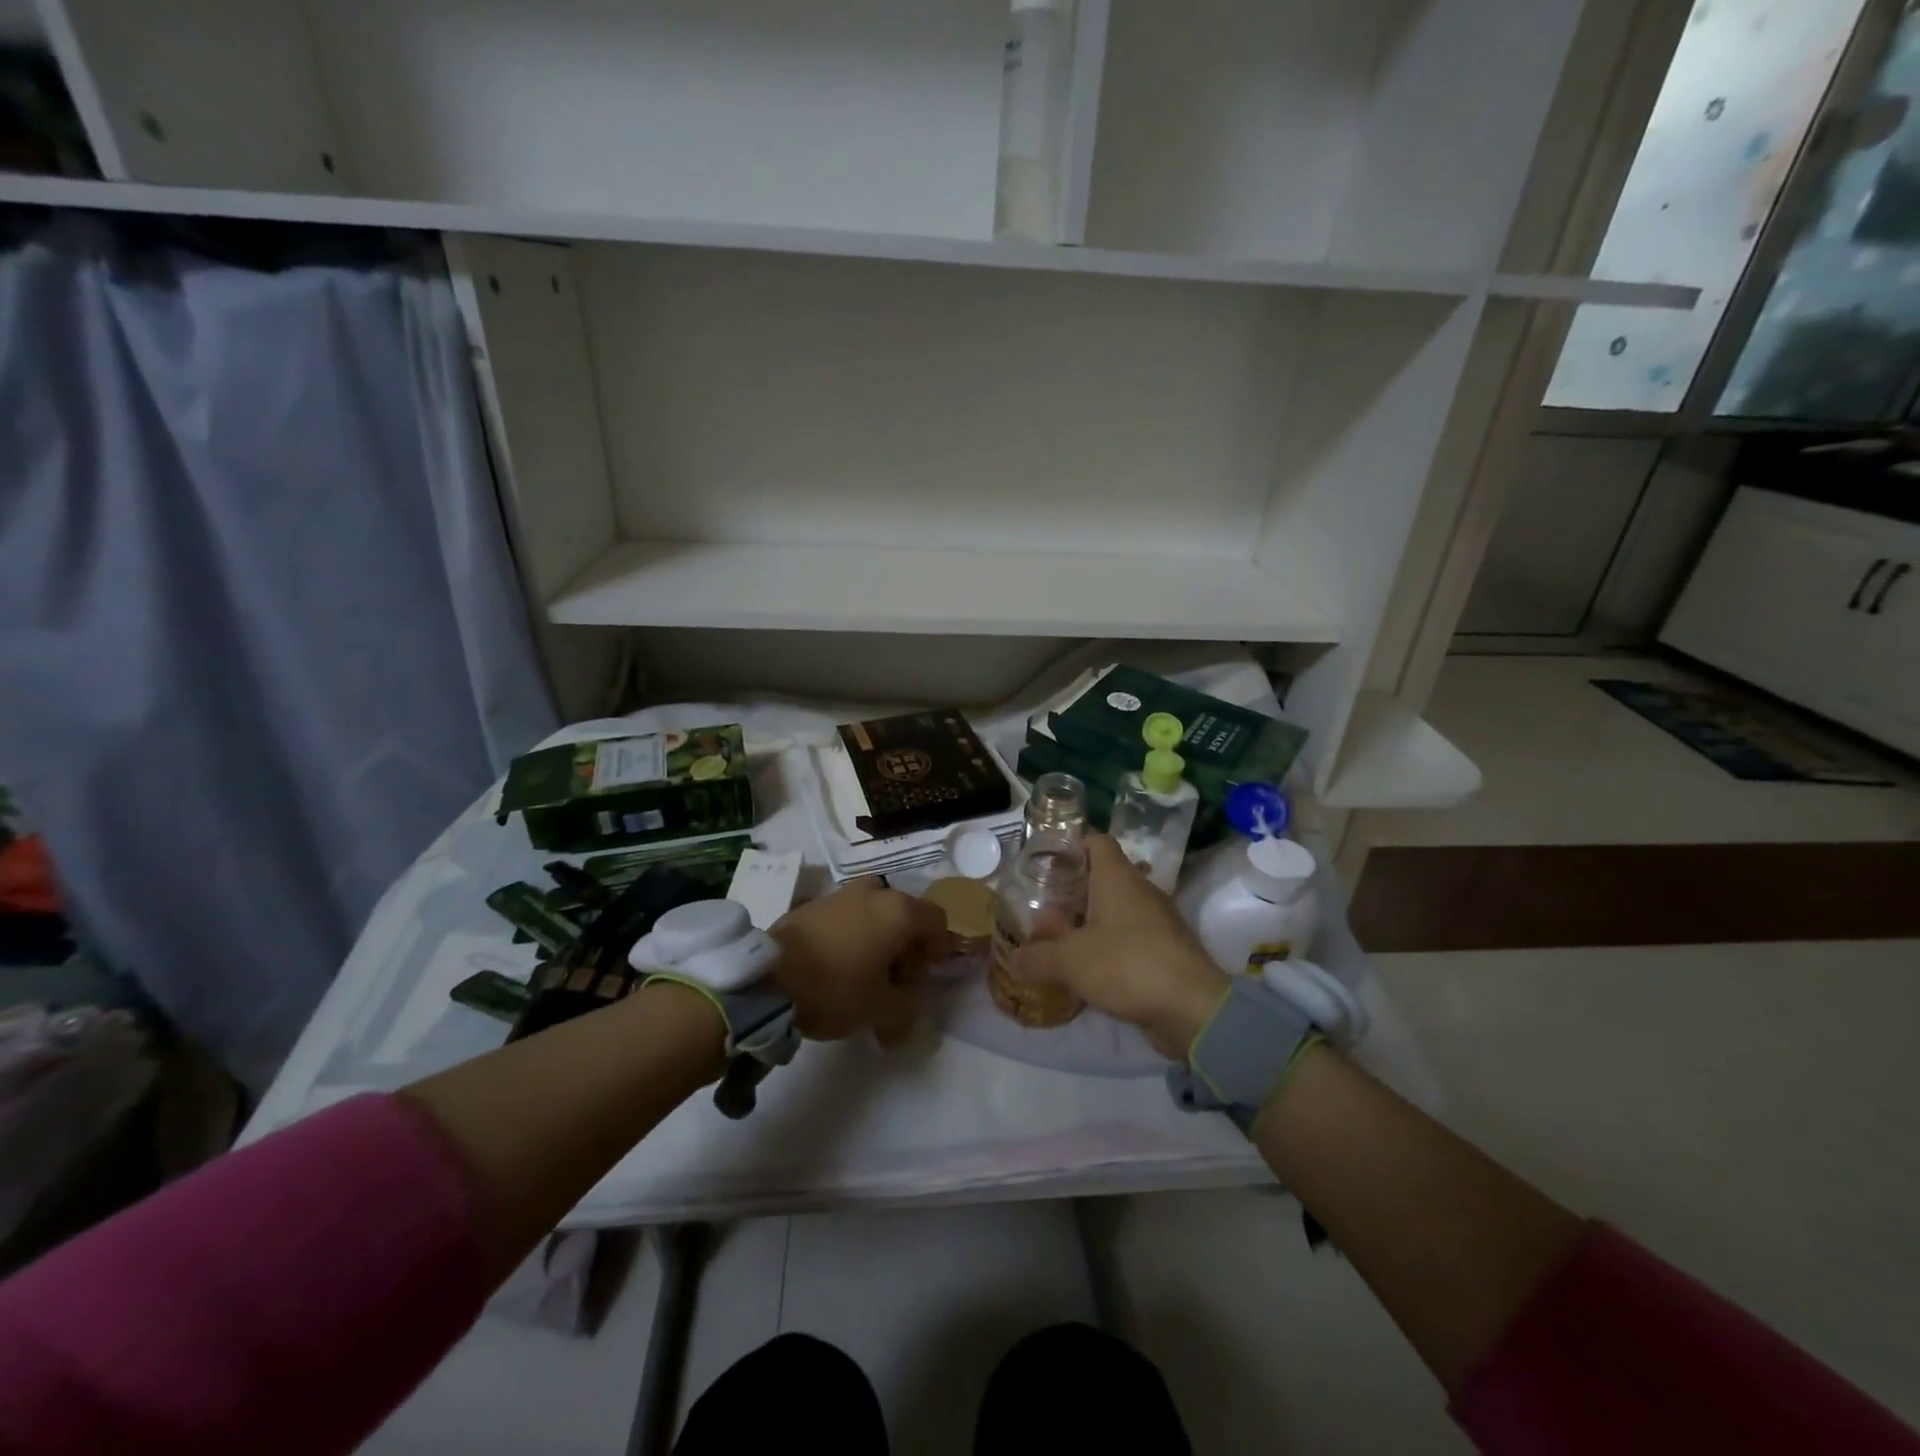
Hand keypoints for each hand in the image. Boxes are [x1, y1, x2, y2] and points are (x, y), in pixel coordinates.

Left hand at [770, 879, 953, 1041]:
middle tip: (897, 980)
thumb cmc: (836, 988)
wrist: (768, 979)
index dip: (939, 947)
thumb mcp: (881, 1009)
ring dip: (878, 938)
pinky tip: (838, 966)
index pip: (936, 919)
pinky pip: (846, 917)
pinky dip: (852, 936)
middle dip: (906, 945)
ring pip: (873, 913)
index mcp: (898, 911)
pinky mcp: (812, 905)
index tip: (928, 974)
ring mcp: (840, 895)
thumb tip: (910, 1006)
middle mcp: (873, 893)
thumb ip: (908, 1007)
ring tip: (866, 973)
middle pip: (904, 914)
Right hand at [1013, 834, 1228, 1058]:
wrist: (1191, 1007)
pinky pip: (1128, 939)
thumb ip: (1037, 957)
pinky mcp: (1165, 951)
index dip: (1070, 845)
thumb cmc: (1126, 964)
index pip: (1096, 841)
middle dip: (1072, 891)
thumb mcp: (1069, 960)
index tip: (1045, 862)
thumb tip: (1015, 959)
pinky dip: (1107, 948)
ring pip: (1115, 911)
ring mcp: (1156, 921)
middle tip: (1041, 908)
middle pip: (1102, 878)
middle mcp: (1139, 891)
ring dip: (1088, 923)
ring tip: (1057, 941)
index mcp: (1117, 877)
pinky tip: (1086, 970)